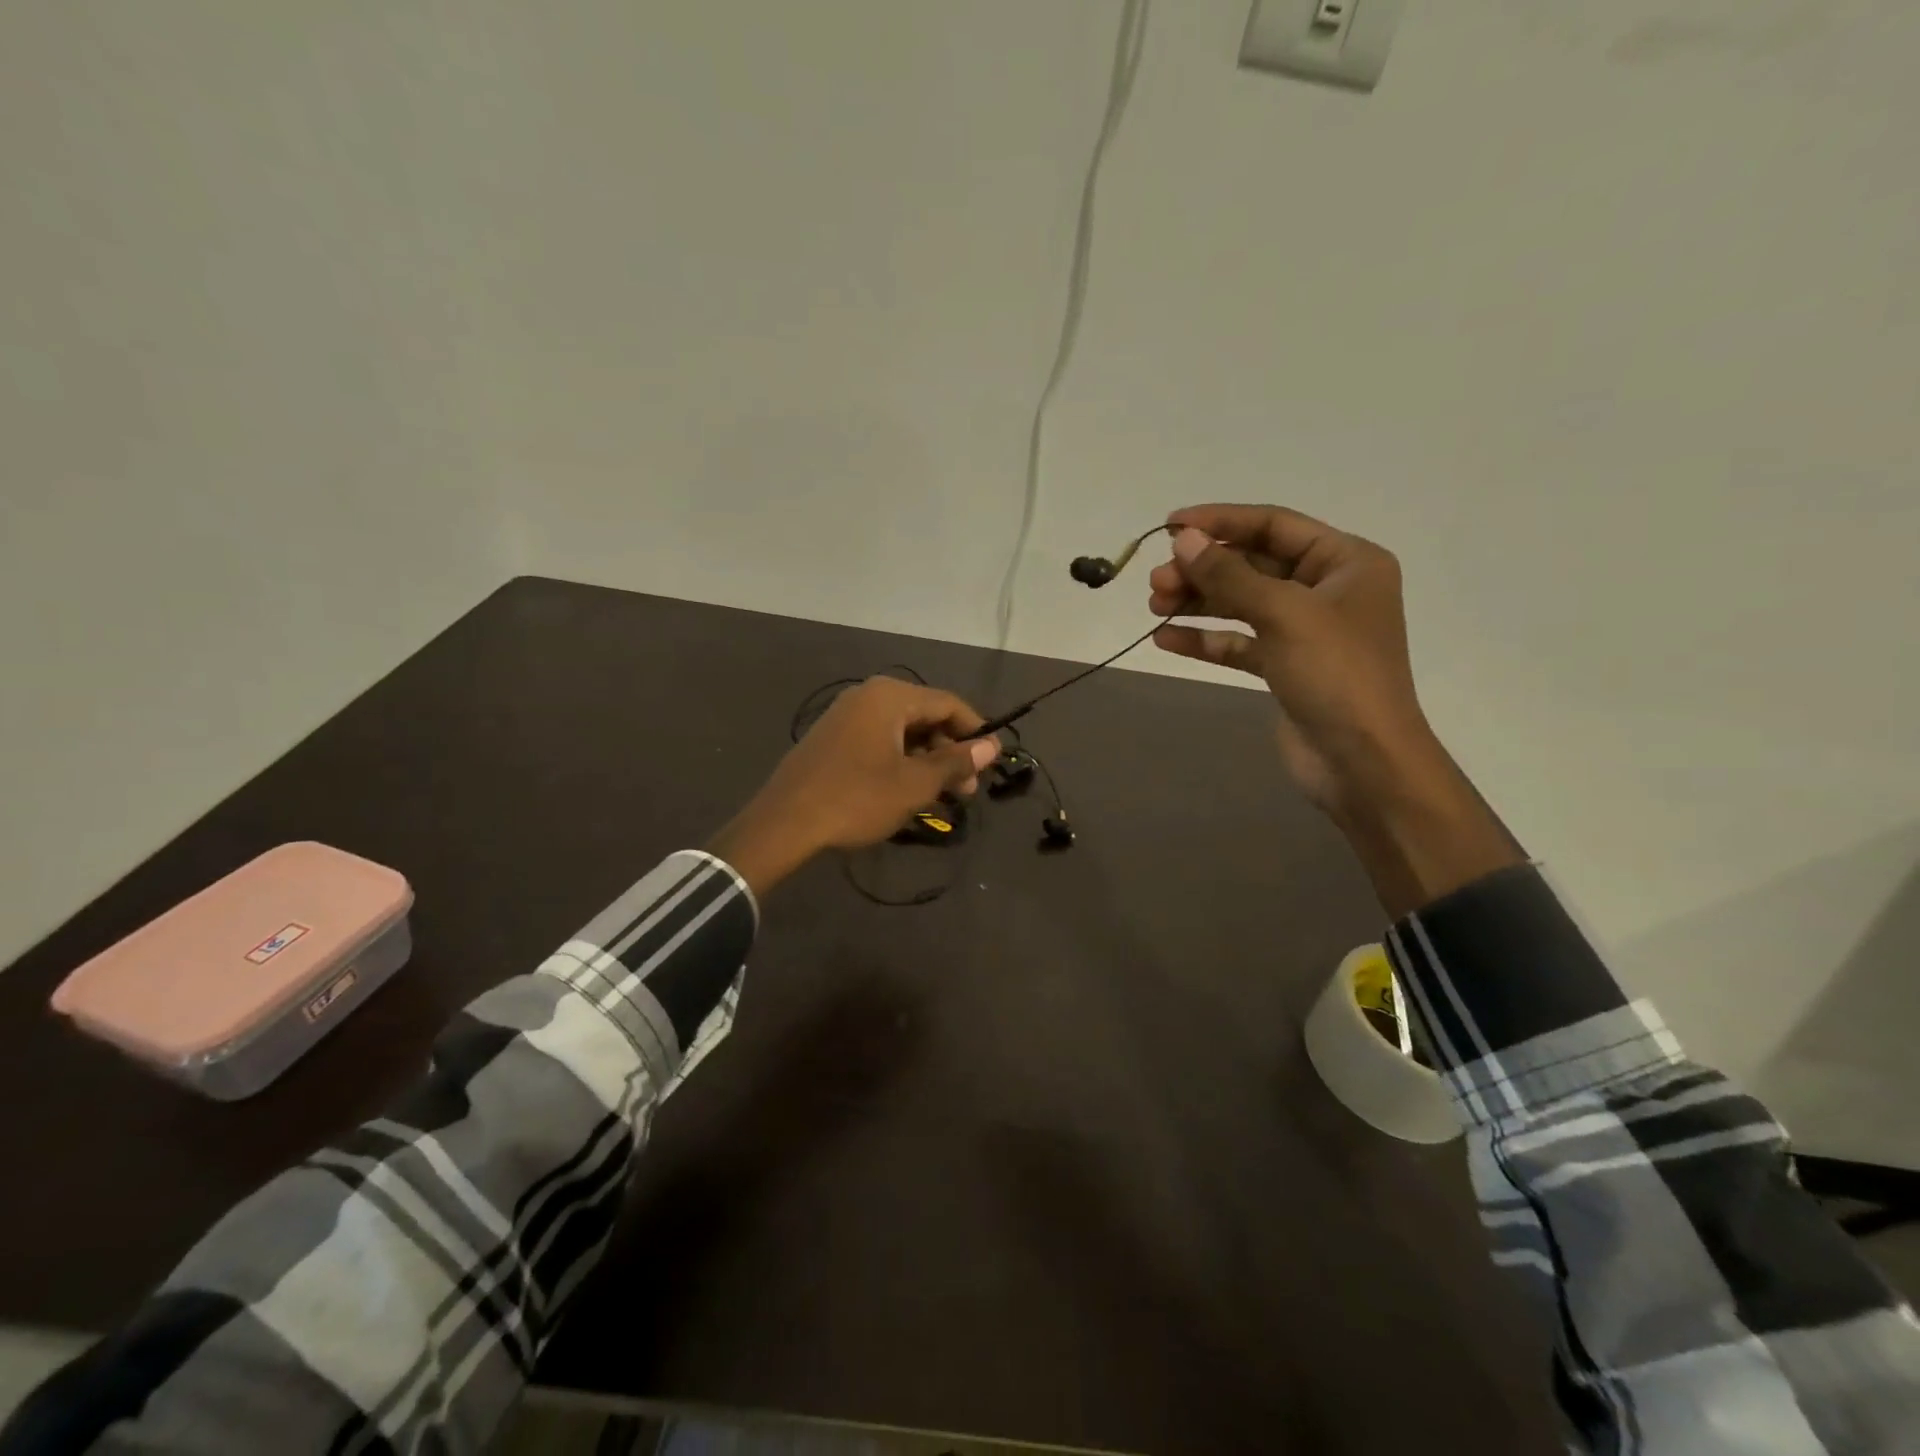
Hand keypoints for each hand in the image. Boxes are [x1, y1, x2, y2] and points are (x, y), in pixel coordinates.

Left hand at [709, 677, 999, 897]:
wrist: (784, 822)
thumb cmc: (857, 799)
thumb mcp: (914, 784)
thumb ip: (955, 762)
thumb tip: (992, 746)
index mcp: (889, 697)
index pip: (948, 703)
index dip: (975, 732)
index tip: (992, 762)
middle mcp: (868, 696)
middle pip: (925, 715)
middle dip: (950, 751)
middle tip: (967, 790)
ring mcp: (846, 715)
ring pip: (902, 731)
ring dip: (927, 760)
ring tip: (942, 796)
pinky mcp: (832, 737)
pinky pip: (879, 740)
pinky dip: (901, 761)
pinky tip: (909, 791)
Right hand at [1147, 503, 1432, 817]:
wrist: (1363, 764)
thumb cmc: (1336, 675)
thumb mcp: (1283, 614)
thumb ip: (1230, 575)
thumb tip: (1185, 541)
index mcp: (1346, 562)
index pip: (1274, 526)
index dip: (1221, 521)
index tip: (1170, 525)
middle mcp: (1327, 590)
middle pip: (1253, 565)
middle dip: (1203, 570)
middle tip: (1156, 582)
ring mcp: (1305, 632)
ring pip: (1242, 604)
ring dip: (1198, 602)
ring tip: (1154, 606)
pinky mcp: (1285, 668)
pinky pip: (1239, 643)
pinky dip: (1205, 639)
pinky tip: (1166, 639)